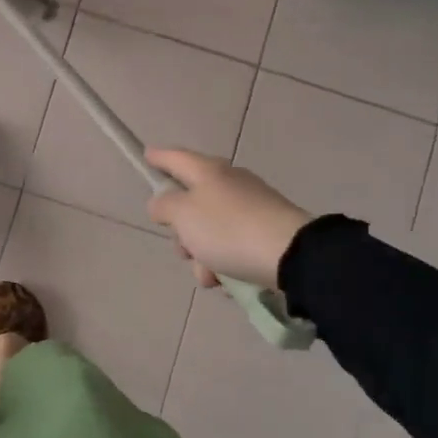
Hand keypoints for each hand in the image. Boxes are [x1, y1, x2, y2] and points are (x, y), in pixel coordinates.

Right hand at [144, 148, 312, 290]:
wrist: (291, 256)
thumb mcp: (183, 215)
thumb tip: (162, 203)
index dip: (158, 158)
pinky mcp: (266, 231)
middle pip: (192, 201)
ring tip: (209, 275)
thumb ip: (164, 206)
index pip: (176, 158)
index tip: (146, 157)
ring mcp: (251, 207)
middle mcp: (230, 183)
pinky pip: (233, 245)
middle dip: (181, 230)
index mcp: (208, 171)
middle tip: (182, 248)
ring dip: (202, 255)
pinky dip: (225, 262)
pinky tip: (228, 280)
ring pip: (210, 230)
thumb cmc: (227, 230)